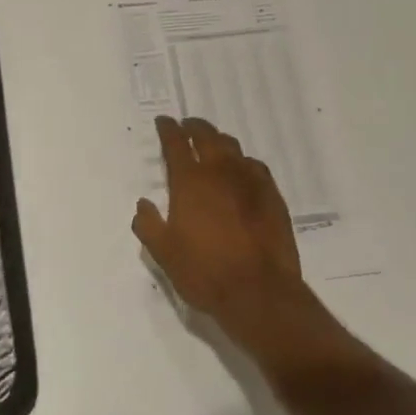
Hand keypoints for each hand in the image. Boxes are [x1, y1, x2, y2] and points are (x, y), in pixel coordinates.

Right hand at [131, 116, 313, 342]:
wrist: (259, 292)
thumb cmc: (204, 272)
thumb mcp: (164, 253)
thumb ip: (149, 225)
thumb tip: (143, 205)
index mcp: (190, 182)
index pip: (176, 144)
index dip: (168, 129)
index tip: (164, 121)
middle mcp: (220, 173)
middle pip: (207, 136)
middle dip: (194, 127)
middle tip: (187, 126)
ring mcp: (250, 182)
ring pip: (233, 148)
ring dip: (219, 141)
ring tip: (212, 144)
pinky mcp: (272, 196)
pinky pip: (255, 167)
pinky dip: (243, 162)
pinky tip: (242, 171)